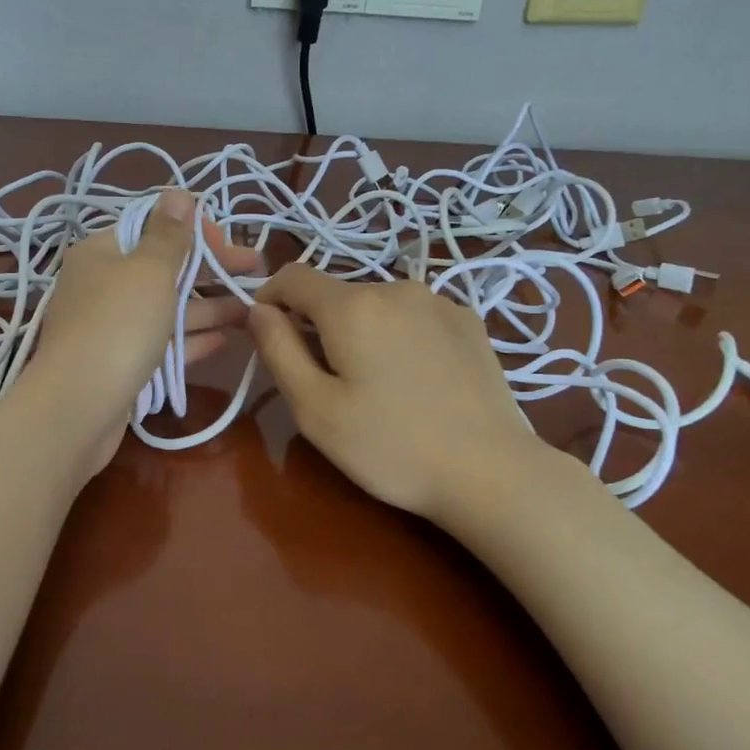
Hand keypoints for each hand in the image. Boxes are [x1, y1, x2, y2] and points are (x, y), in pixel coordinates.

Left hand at [25, 189, 258, 469]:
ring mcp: (111, 327)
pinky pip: (162, 343)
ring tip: (253, 311)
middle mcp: (103, 285)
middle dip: (211, 271)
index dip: (194, 231)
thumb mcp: (149, 270)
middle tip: (256, 274)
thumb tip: (177, 192)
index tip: (229, 245)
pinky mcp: (121, 364)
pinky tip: (226, 340)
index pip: (152, 227)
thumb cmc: (118, 325)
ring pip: (167, 309)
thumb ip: (169, 234)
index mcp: (102, 252)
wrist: (78, 407)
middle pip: (164, 270)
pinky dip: (192, 339)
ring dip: (210, 308)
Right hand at [247, 264, 545, 523]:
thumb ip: (278, 350)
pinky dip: (399, 336)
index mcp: (353, 306)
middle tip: (325, 383)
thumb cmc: (390, 447)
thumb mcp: (315, 409)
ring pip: (377, 305)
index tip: (267, 337)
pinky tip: (417, 381)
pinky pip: (414, 317)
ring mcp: (439, 302)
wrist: (491, 473)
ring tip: (375, 386)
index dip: (268, 299)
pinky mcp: (469, 322)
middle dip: (317, 326)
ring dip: (360, 331)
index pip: (292, 276)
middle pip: (337, 294)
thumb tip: (258, 309)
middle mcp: (396, 288)